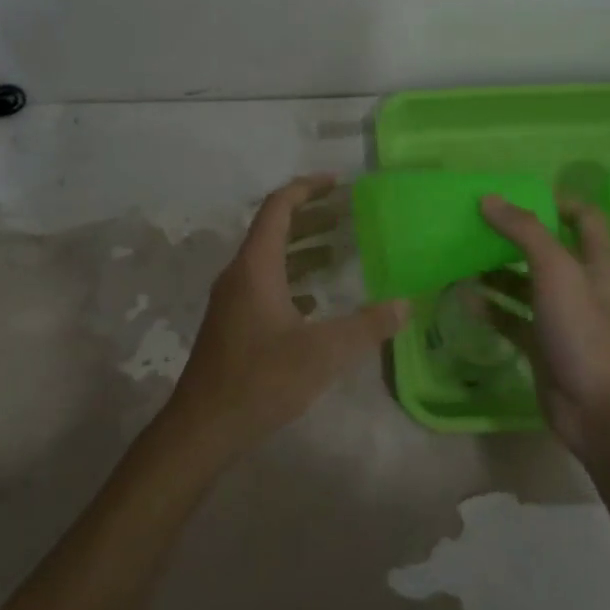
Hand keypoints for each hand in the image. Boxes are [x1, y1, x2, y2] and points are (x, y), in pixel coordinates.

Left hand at [159, 175, 409, 467]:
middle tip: (348, 213)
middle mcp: (240, 274)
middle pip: (274, 229)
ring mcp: (233, 300)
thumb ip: (366, 326)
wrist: (204, 426)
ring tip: (340, 250)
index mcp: (255, 267)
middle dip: (311, 216)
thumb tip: (405, 304)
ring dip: (302, 248)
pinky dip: (293, 279)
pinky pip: (265, 284)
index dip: (307, 188)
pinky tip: (316, 299)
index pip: (278, 207)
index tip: (338, 183)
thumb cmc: (261, 380)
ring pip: (269, 259)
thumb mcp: (322, 353)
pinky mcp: (233, 323)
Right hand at [477, 196, 609, 455]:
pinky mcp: (542, 345)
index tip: (517, 197)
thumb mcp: (556, 271)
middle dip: (514, 236)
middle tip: (476, 224)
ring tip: (461, 258)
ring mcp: (561, 317)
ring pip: (525, 284)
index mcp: (596, 263)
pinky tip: (463, 298)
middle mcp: (580, 285)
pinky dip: (490, 307)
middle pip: (547, 250)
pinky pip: (511, 318)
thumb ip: (524, 231)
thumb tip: (489, 199)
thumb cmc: (584, 331)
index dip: (558, 202)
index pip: (585, 219)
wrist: (599, 411)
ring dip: (496, 271)